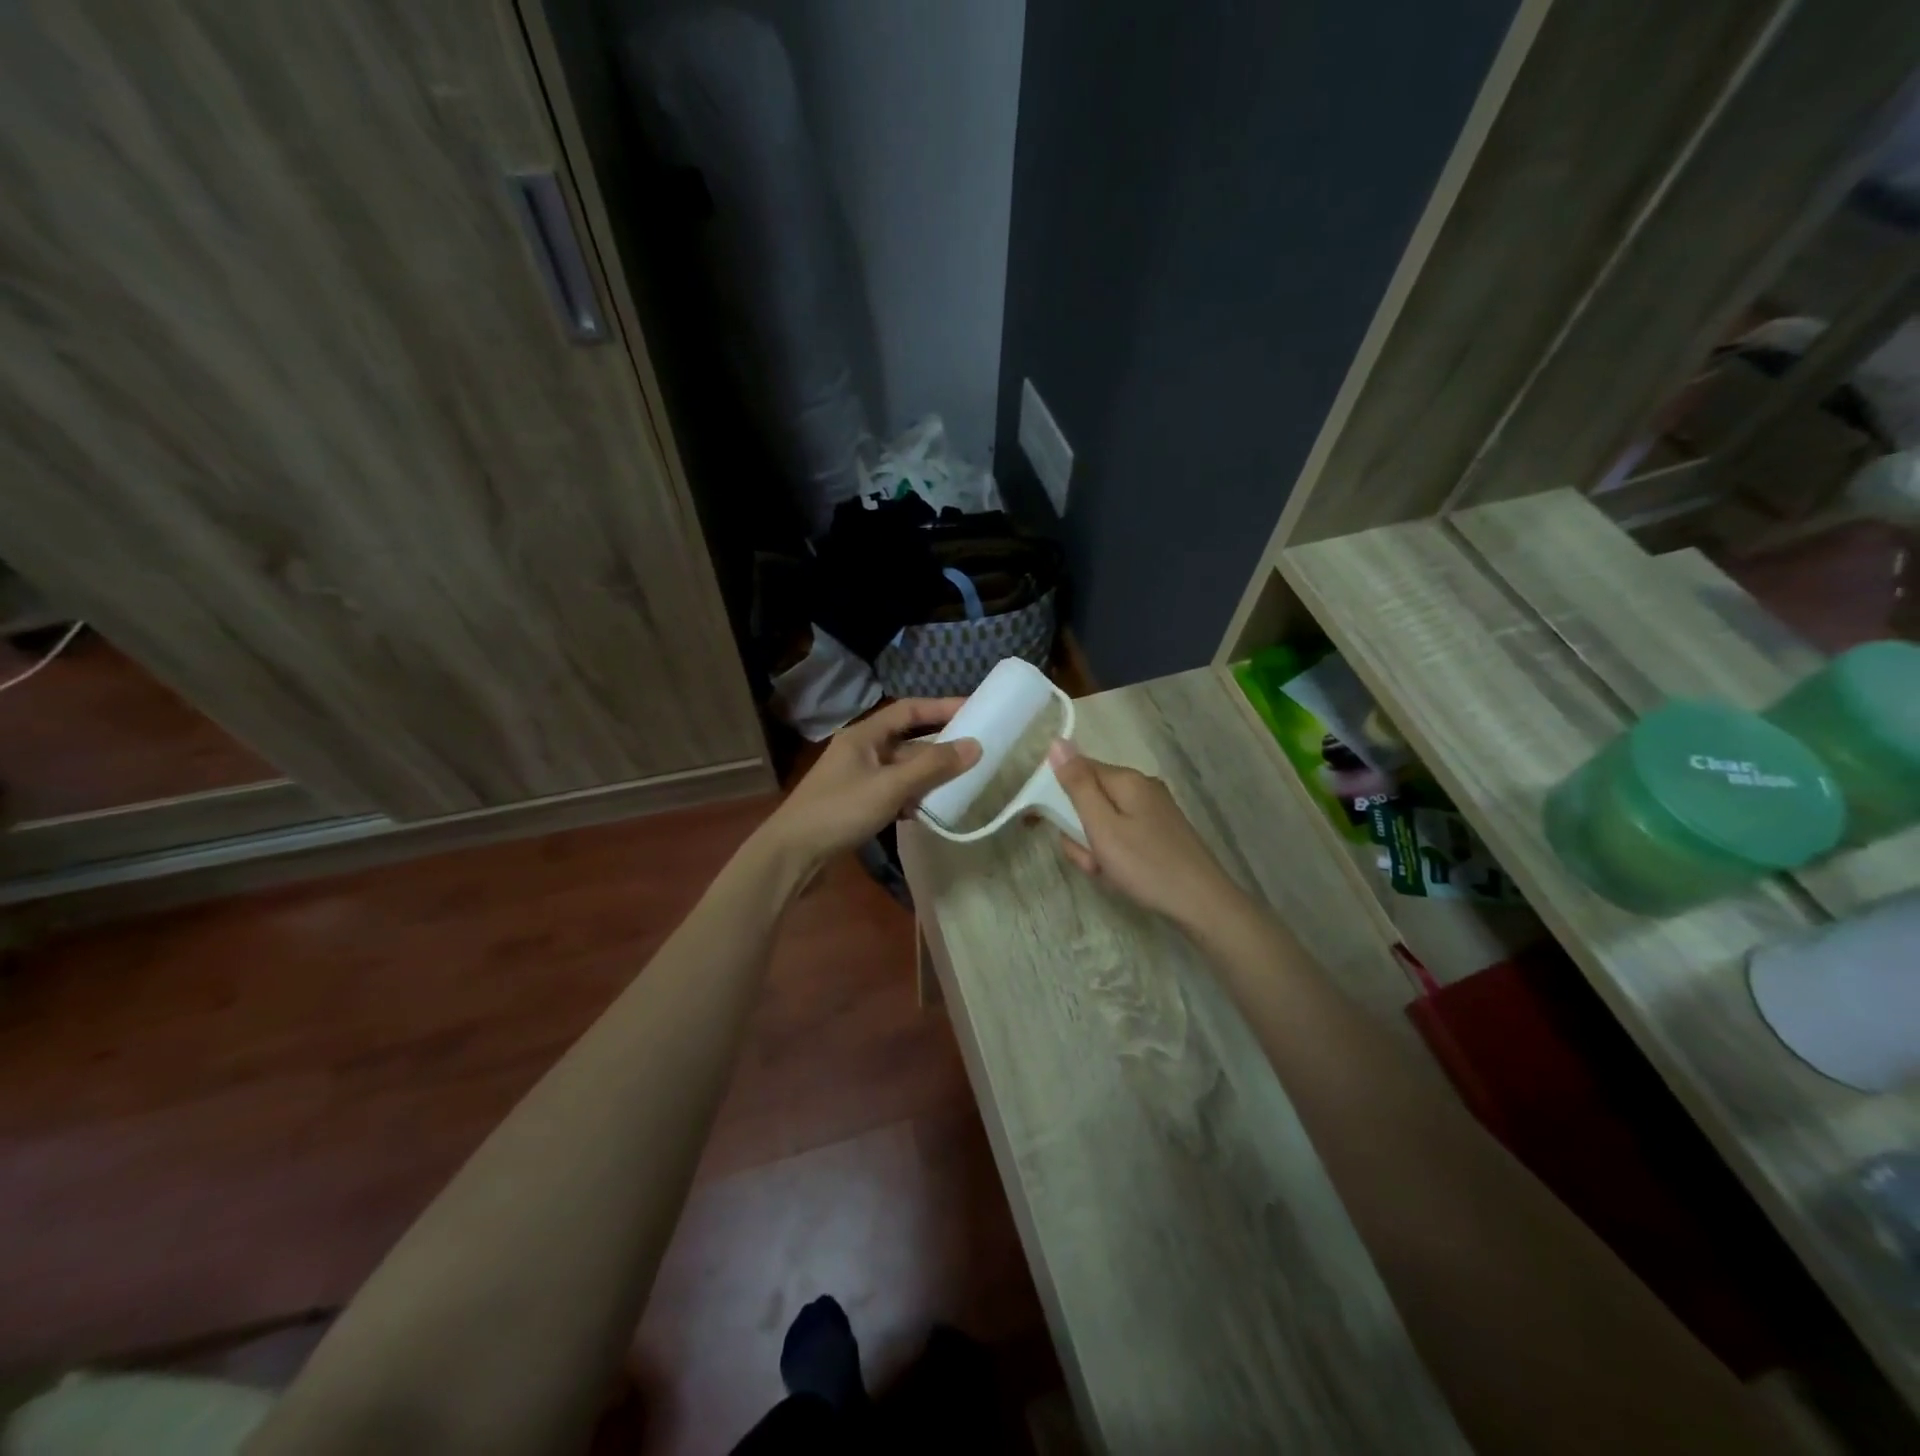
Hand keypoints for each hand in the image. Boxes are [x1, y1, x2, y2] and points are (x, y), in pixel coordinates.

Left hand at [762, 699, 981, 866]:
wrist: (792, 855)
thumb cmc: (839, 811)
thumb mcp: (890, 786)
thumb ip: (932, 766)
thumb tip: (974, 746)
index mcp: (863, 736)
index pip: (907, 711)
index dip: (940, 708)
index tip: (973, 710)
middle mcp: (860, 752)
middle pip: (907, 742)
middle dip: (938, 748)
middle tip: (975, 753)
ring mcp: (857, 779)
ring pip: (901, 770)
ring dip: (928, 776)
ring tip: (962, 784)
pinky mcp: (856, 805)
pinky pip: (893, 793)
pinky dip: (912, 798)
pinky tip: (930, 811)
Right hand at [1047, 740, 1240, 925]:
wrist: (1202, 903)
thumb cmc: (1146, 865)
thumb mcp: (1102, 827)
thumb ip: (1078, 785)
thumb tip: (1057, 742)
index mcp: (1127, 780)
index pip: (1078, 771)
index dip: (1059, 797)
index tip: (1050, 826)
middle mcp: (1142, 787)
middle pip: (1091, 799)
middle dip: (1081, 831)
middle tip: (1091, 860)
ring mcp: (1154, 810)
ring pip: (1105, 821)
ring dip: (1097, 848)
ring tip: (1108, 872)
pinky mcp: (1161, 832)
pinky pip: (1123, 835)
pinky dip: (1115, 855)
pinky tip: (1122, 876)